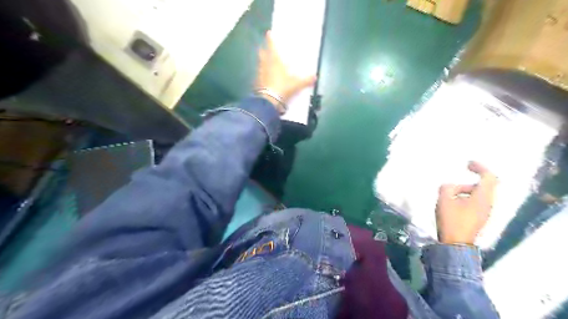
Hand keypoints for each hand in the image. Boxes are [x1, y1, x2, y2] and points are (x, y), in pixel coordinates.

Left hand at [256, 30, 317, 112]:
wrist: (268, 101)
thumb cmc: (282, 88)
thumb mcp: (296, 84)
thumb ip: (305, 80)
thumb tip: (315, 77)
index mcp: (275, 61)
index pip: (272, 47)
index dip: (270, 40)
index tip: (268, 33)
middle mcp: (265, 65)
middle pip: (262, 54)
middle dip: (263, 50)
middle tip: (264, 48)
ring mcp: (259, 74)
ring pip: (260, 64)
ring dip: (262, 62)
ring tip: (265, 62)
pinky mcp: (256, 83)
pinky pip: (259, 75)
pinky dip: (261, 74)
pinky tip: (264, 77)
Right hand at [436, 162, 497, 243]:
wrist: (456, 244)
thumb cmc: (451, 220)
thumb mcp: (444, 200)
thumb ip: (447, 188)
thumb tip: (450, 187)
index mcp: (482, 197)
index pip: (489, 177)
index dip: (480, 168)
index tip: (468, 164)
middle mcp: (488, 204)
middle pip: (485, 186)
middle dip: (470, 182)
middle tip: (455, 183)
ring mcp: (485, 213)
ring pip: (480, 195)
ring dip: (466, 191)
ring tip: (449, 196)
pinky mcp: (480, 219)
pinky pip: (477, 203)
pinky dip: (467, 198)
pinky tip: (453, 204)